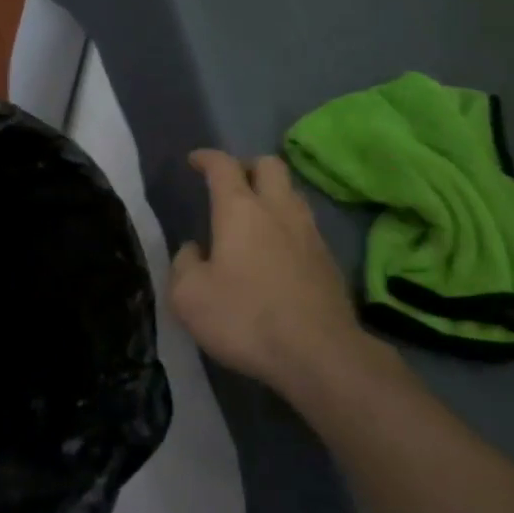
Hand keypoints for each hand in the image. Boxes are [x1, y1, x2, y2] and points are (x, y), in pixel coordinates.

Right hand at [169, 150, 374, 388]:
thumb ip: (184, 265)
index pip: (223, 166)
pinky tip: (277, 252)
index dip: (207, 158)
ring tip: (255, 217)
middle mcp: (278, 210)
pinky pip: (305, 226)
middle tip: (231, 184)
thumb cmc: (246, 318)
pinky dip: (287, 227)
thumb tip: (194, 250)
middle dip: (248, 166)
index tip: (195, 161)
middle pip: (269, 165)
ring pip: (292, 194)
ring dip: (272, 195)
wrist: (321, 354)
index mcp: (240, 209)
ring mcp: (310, 233)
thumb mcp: (189, 297)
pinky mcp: (329, 261)